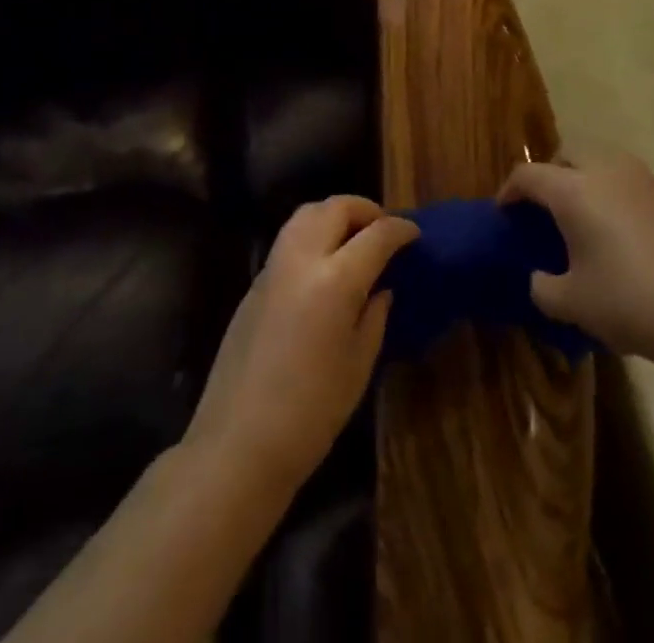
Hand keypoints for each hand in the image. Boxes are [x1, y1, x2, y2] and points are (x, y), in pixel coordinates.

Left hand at [185, 197, 418, 495]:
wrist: (238, 445)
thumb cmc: (311, 413)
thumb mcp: (358, 365)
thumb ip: (374, 316)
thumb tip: (381, 288)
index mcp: (335, 280)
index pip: (377, 235)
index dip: (401, 229)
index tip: (415, 234)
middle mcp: (302, 260)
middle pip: (336, 208)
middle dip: (365, 210)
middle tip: (383, 230)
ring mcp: (273, 268)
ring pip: (306, 214)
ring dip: (334, 215)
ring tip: (353, 239)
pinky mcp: (254, 283)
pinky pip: (288, 240)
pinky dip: (312, 235)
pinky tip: (323, 266)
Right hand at [499, 153, 653, 376]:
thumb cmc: (630, 303)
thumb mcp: (572, 305)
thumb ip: (543, 288)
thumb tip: (541, 279)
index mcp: (575, 191)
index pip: (529, 175)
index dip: (510, 190)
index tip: (505, 210)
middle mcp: (611, 172)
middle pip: (571, 153)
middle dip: (554, 173)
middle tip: (550, 207)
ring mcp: (653, 181)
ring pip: (612, 165)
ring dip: (595, 182)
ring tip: (596, 219)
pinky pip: (647, 191)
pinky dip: (633, 205)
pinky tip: (643, 242)